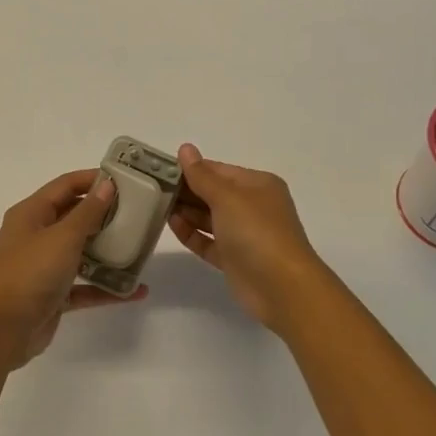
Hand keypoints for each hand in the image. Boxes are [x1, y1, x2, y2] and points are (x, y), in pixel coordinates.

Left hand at [0, 169, 145, 368]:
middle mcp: (36, 236)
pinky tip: (134, 291)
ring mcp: (43, 267)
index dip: (92, 179)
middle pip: (74, 217)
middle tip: (139, 213)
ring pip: (80, 252)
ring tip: (140, 248)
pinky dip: (105, 287)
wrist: (2, 330)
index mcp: (31, 214)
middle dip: (104, 215)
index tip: (125, 180)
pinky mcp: (53, 295)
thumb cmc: (30, 273)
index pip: (65, 186)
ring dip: (108, 251)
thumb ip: (88, 212)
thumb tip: (106, 185)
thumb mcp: (62, 237)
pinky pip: (84, 286)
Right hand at [169, 144, 333, 331]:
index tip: (161, 169)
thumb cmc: (256, 232)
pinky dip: (192, 233)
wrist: (282, 287)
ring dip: (187, 212)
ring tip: (158, 206)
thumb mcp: (227, 197)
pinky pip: (209, 241)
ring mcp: (244, 235)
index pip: (219, 170)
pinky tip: (173, 225)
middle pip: (213, 194)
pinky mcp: (234, 259)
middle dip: (186, 191)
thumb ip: (201, 175)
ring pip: (209, 218)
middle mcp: (252, 207)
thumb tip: (186, 148)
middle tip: (152, 188)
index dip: (191, 169)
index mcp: (258, 185)